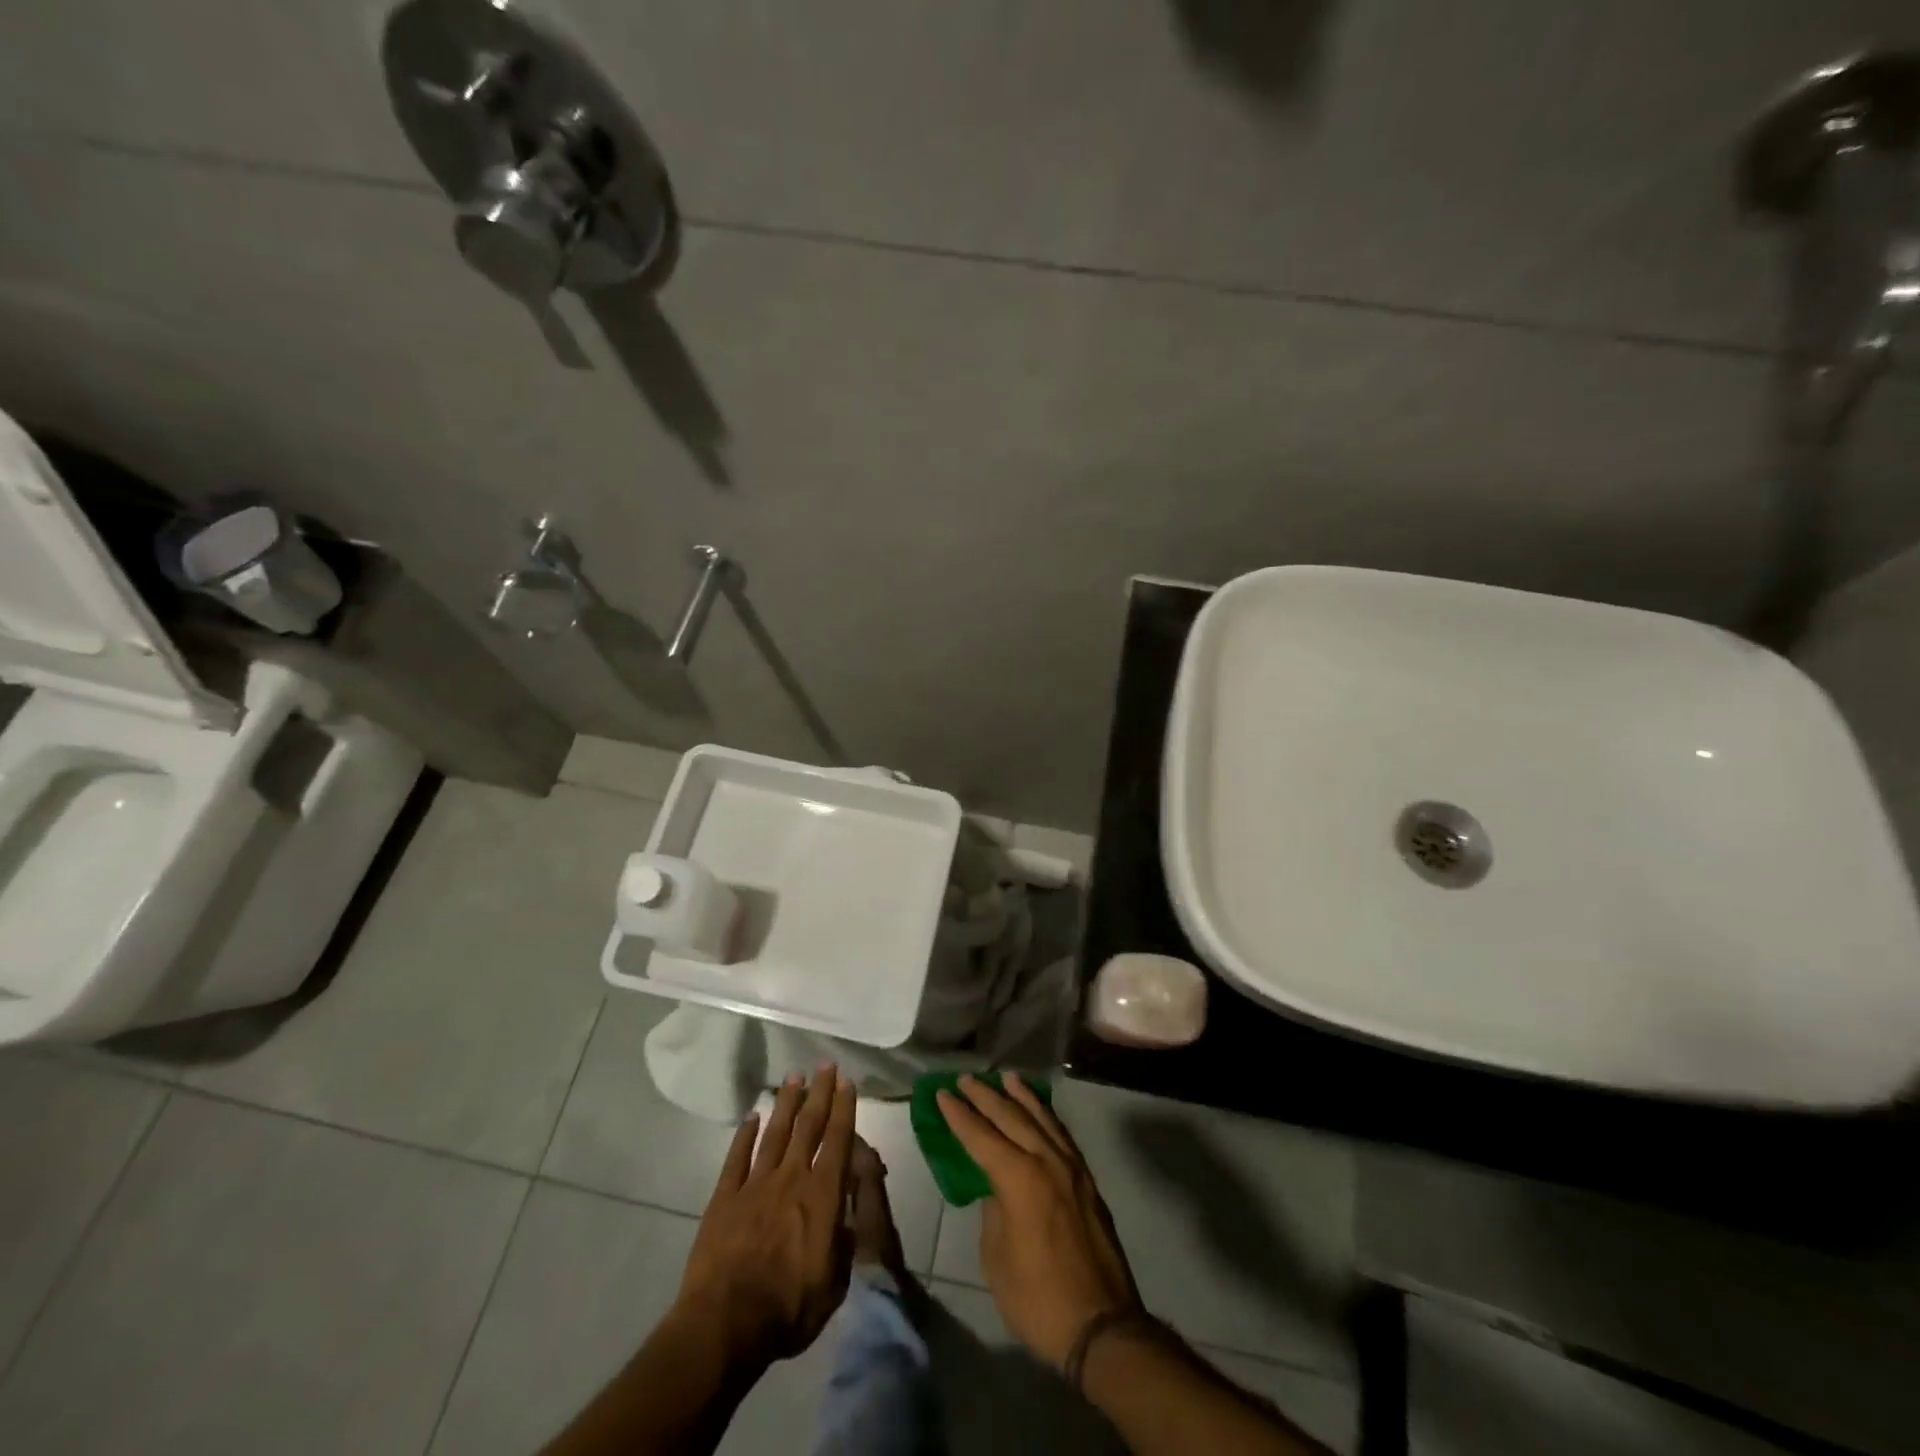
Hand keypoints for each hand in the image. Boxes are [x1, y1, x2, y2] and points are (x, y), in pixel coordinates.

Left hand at [675, 1066, 857, 1367]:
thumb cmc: (788, 1309)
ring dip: (786, 1103)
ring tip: (794, 1077)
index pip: (837, 1141)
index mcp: (823, 1196)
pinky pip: (737, 1158)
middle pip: (808, 1126)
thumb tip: (851, 1208)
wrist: (725, 1325)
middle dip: (819, 1093)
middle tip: (825, 1065)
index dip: (844, 1109)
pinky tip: (751, 1117)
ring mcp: (755, 1184)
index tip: (847, 1082)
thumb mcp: (836, 1282)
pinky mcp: (725, 1198)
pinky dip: (745, 1135)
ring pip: (775, 1133)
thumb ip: (846, 1238)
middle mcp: (792, 1179)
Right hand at [938, 1073, 1139, 1368]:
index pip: (982, 1136)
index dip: (959, 1115)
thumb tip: (996, 1187)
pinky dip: (1046, 1115)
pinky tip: (1039, 1110)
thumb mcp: (997, 1260)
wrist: (1102, 1326)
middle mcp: (1046, 1161)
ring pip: (1042, 1118)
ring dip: (1020, 1097)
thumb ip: (993, 1212)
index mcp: (1019, 1179)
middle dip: (985, 1096)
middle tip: (965, 1078)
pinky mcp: (1087, 1180)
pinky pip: (1061, 1134)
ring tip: (1005, 1077)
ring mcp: (1072, 1168)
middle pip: (1011, 1117)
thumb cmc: (1038, 1298)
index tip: (942, 1093)